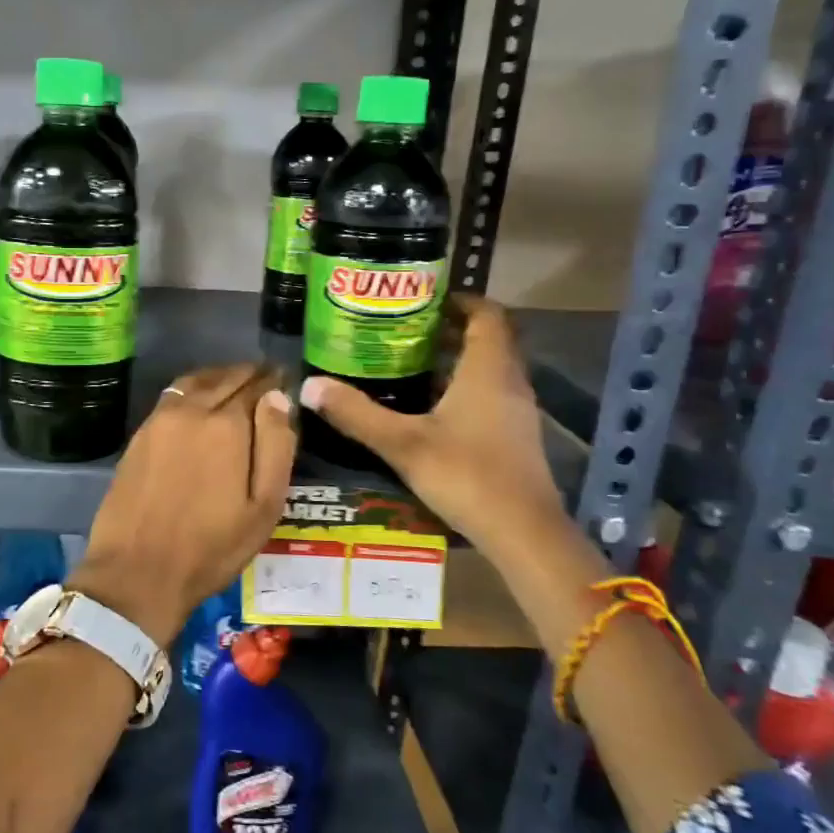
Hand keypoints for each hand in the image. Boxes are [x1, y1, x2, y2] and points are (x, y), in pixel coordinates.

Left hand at [71, 364, 296, 645]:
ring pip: (196, 381)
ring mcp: (161, 419)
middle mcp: (193, 410)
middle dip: (249, 374)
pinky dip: (193, 388)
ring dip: (220, 376)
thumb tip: (278, 398)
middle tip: (266, 374)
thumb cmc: (212, 547)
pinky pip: (173, 395)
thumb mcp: (263, 507)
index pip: (257, 387)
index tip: (286, 377)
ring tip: (236, 380)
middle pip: (226, 379)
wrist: (138, 571)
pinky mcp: (140, 434)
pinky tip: (200, 400)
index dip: (274, 381)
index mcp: (228, 426)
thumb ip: (276, 446)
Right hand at [298, 295, 567, 555]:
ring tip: (408, 363)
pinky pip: (489, 395)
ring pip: (488, 369)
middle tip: (403, 329)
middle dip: (449, 329)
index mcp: (487, 370)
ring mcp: (516, 412)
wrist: (523, 534)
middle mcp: (508, 382)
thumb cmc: (467, 476)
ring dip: (455, 360)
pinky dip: (462, 388)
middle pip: (487, 339)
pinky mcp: (515, 437)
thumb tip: (309, 385)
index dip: (460, 300)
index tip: (423, 298)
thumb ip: (356, 414)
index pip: (487, 314)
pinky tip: (429, 408)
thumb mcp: (403, 444)